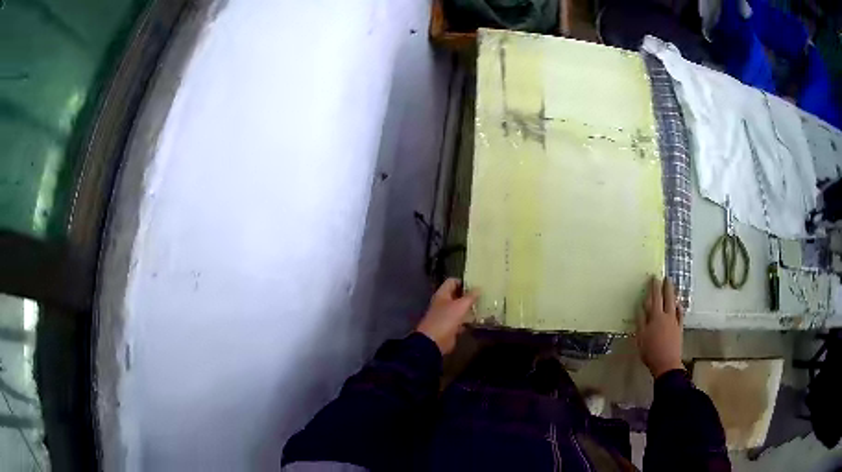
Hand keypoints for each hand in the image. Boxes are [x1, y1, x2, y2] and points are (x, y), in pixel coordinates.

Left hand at [416, 278, 478, 354]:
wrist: (434, 342)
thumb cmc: (446, 320)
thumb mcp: (460, 306)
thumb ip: (470, 297)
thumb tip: (479, 288)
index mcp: (442, 294)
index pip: (452, 281)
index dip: (463, 281)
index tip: (476, 284)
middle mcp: (443, 303)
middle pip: (456, 295)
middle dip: (468, 295)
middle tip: (483, 294)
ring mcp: (446, 315)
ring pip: (459, 308)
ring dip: (469, 308)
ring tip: (483, 305)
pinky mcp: (450, 327)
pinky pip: (460, 320)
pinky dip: (467, 320)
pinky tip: (478, 319)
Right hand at [636, 277, 684, 378]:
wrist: (666, 364)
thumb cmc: (650, 352)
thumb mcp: (641, 337)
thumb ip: (641, 321)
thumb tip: (640, 306)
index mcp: (656, 317)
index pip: (655, 298)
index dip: (654, 287)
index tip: (654, 277)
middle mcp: (667, 316)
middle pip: (667, 298)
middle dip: (666, 287)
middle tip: (666, 277)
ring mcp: (675, 322)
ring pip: (674, 304)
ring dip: (673, 295)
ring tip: (672, 288)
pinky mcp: (679, 328)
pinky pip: (680, 314)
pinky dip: (679, 308)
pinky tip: (678, 305)